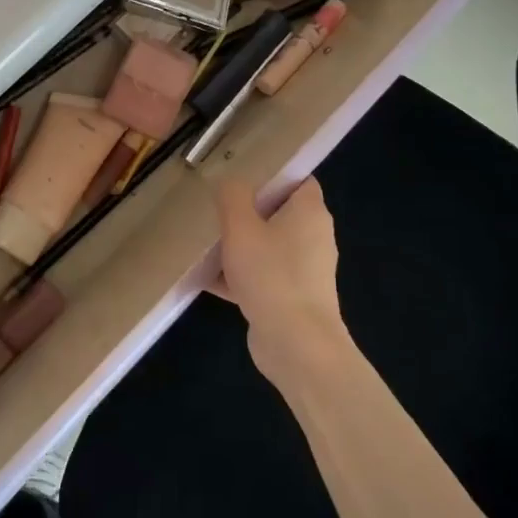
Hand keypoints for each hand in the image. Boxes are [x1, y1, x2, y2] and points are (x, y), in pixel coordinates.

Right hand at [210, 177, 350, 384]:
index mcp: (310, 213)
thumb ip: (232, 197)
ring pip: (267, 246)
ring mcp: (304, 271)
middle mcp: (313, 238)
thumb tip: (230, 183)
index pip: (298, 179)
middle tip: (214, 206)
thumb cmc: (271, 275)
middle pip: (278, 213)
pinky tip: (205, 279)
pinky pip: (261, 276)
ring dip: (238, 245)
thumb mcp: (241, 227)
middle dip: (246, 210)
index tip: (241, 173)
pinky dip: (238, 276)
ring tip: (204, 241)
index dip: (272, 173)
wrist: (296, 345)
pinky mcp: (291, 298)